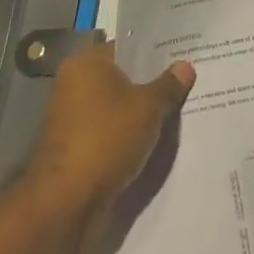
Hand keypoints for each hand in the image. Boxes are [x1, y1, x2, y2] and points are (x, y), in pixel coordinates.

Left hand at [26, 42, 193, 246]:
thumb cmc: (105, 139)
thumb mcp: (148, 107)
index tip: (185, 56)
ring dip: (142, 113)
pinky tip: (158, 139)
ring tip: (179, 111)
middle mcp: (74, 85)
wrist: (65, 205)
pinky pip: (111, 132)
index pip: (128, 48)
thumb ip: (168, 85)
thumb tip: (185, 66)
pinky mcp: (76, 150)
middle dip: (152, 84)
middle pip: (123, 78)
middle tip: (188, 83)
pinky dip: (130, 136)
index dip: (157, 52)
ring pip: (118, 108)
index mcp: (86, 63)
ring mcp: (73, 119)